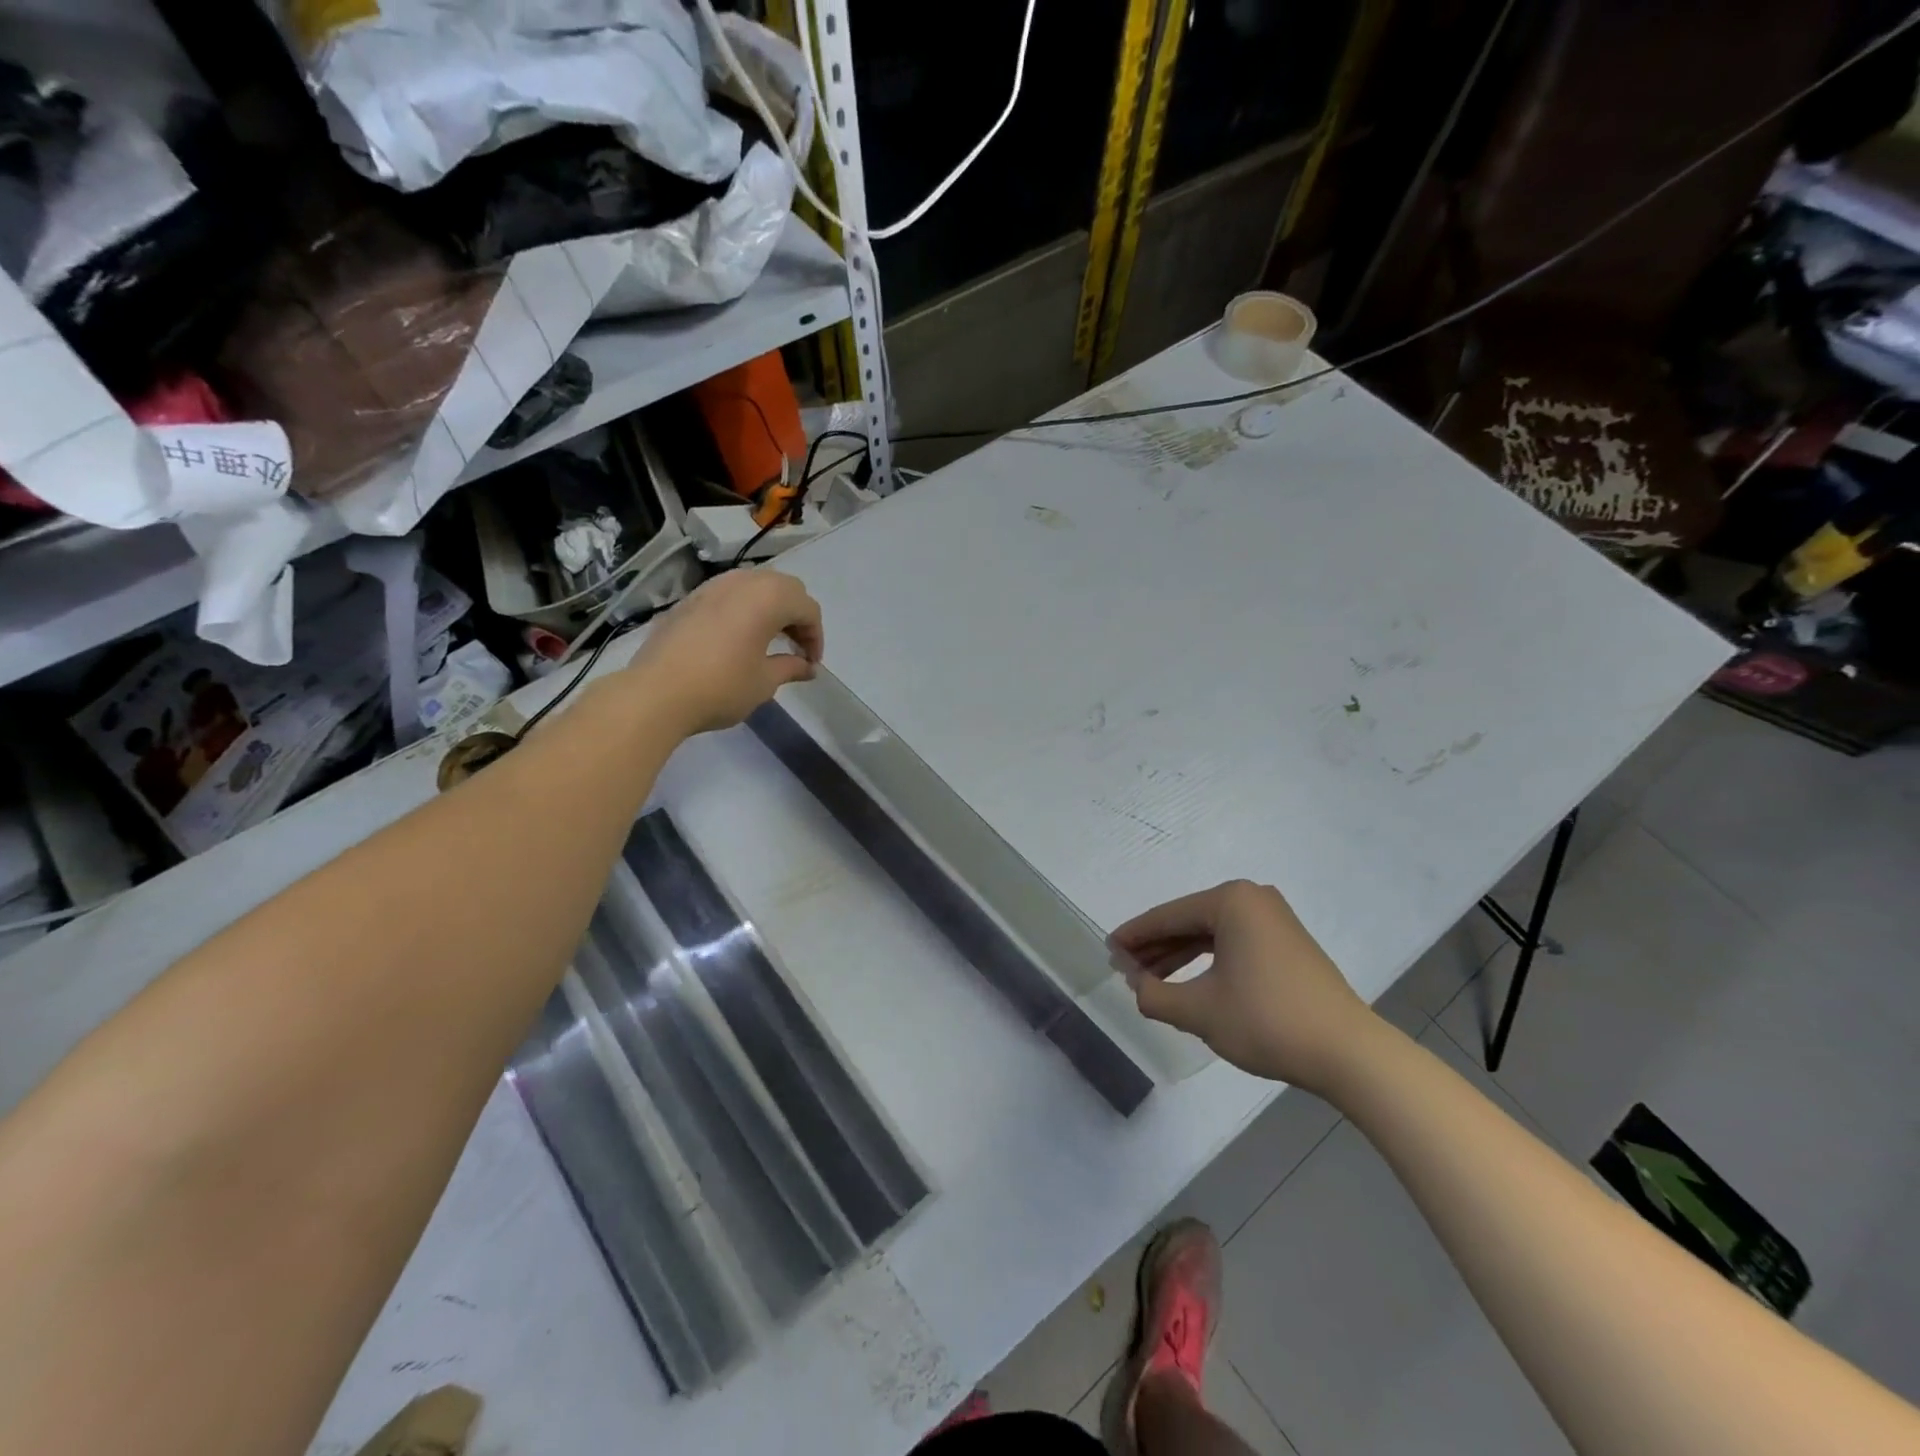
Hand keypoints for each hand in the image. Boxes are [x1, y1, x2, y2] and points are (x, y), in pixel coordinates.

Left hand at [623, 570, 823, 734]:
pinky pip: (728, 595)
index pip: (807, 608)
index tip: (811, 664)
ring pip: (754, 586)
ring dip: (770, 608)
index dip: (816, 636)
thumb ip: (791, 667)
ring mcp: (711, 587)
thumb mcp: (764, 682)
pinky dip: (743, 610)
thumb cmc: (721, 687)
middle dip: (796, 616)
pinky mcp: (689, 599)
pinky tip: (737, 638)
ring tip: (769, 640)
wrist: (656, 693)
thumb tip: (807, 667)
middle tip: (795, 648)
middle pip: (784, 588)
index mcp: (768, 598)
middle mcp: (742, 582)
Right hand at [1109, 880, 1381, 1095]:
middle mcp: (1253, 899)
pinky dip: (1207, 962)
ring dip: (1179, 957)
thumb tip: (1134, 982)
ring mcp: (1274, 921)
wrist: (1349, 1054)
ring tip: (1149, 980)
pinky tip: (1188, 983)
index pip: (1167, 916)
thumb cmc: (1267, 1020)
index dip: (1133, 936)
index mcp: (1231, 901)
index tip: (1107, 951)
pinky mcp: (1287, 945)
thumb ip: (1154, 994)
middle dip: (1155, 947)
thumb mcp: (1199, 1011)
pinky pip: (1233, 945)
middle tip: (1124, 969)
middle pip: (1189, 922)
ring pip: (1211, 935)